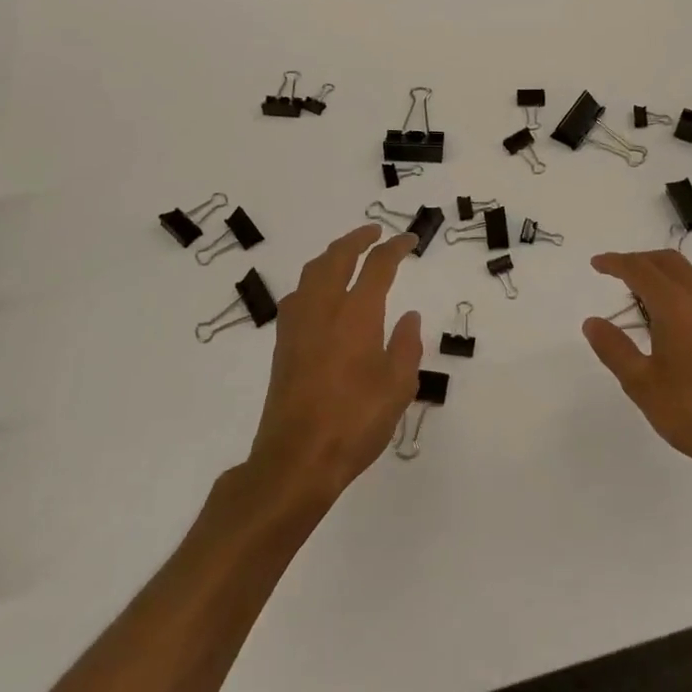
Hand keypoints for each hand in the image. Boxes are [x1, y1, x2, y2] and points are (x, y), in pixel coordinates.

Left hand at [247, 225, 422, 503]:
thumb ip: (406, 345)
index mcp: (357, 315)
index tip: (409, 240)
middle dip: (357, 239)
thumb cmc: (355, 421)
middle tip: (375, 232)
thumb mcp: (398, 386)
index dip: (395, 247)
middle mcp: (323, 310)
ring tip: (347, 255)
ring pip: (311, 272)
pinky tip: (320, 295)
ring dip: (332, 255)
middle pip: (337, 257)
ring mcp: (297, 326)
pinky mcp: (283, 345)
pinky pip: (298, 295)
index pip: (377, 266)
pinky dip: (313, 280)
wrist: (296, 458)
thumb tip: (408, 316)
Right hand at [581, 249, 691, 486]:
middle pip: (668, 262)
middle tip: (614, 273)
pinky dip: (678, 288)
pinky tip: (668, 317)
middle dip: (638, 260)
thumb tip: (592, 322)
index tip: (596, 264)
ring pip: (688, 274)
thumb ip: (614, 349)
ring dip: (660, 273)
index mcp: (677, 307)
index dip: (616, 263)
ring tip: (637, 296)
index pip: (641, 270)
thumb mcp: (641, 384)